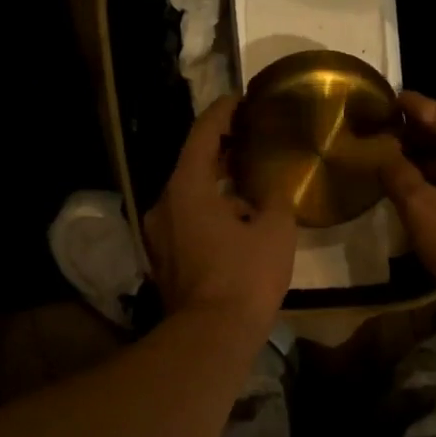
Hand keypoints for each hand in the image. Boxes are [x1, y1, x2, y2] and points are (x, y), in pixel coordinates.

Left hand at [145, 96, 296, 338]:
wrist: (212, 335)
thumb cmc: (245, 276)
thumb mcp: (275, 231)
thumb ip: (276, 199)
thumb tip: (274, 190)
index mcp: (186, 187)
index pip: (202, 135)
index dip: (223, 113)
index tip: (241, 101)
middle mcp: (163, 205)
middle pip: (192, 166)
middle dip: (221, 153)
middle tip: (251, 141)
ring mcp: (158, 235)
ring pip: (189, 198)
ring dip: (217, 188)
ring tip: (250, 185)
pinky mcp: (163, 260)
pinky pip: (187, 223)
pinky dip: (209, 214)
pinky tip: (237, 223)